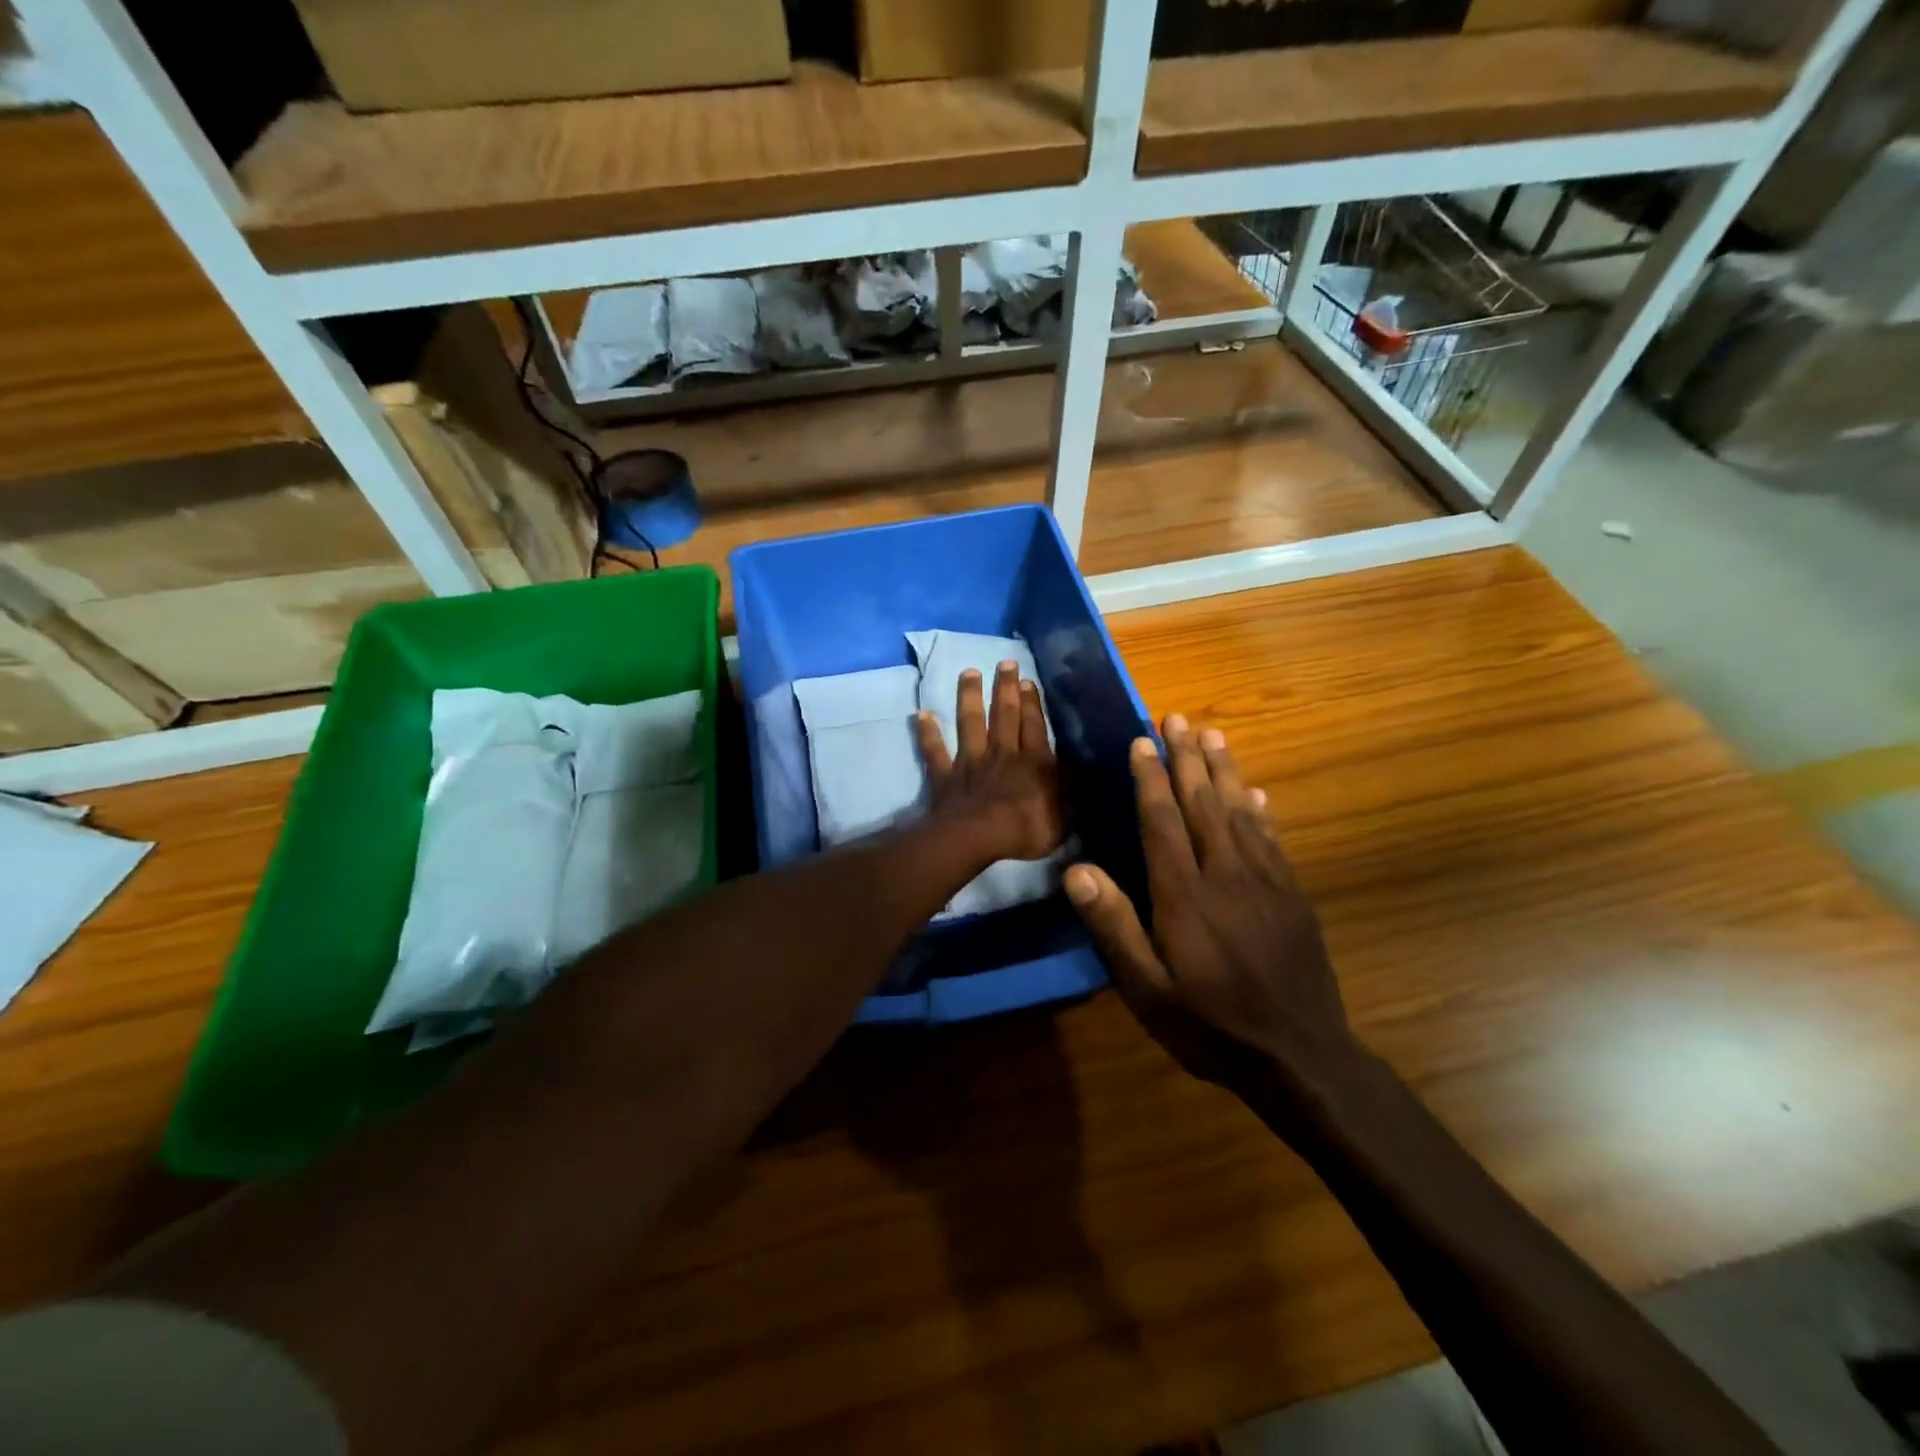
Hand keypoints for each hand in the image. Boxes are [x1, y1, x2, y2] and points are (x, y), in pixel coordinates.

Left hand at [916, 661, 1064, 864]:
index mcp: (1034, 762)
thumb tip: (1078, 773)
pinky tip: (921, 715)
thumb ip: (1071, 792)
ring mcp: (971, 762)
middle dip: (1005, 687)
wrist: (979, 838)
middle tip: (1004, 663)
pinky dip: (928, 733)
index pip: (1034, 725)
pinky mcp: (946, 775)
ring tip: (969, 673)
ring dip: (969, 696)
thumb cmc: (1028, 829)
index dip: (1031, 702)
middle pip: (1004, 714)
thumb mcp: (1065, 815)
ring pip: (970, 722)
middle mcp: (1002, 753)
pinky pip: (935, 751)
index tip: (1027, 680)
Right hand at [1063, 715, 1358, 1098]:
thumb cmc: (1211, 1025)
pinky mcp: (1292, 896)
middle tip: (1177, 717)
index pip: (1163, 822)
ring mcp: (1266, 882)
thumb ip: (1114, 927)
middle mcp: (1226, 875)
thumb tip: (1076, 870)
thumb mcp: (1147, 990)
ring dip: (1223, 770)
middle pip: (1203, 803)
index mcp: (1184, 895)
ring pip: (1240, 812)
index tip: (1142, 741)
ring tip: (1211, 734)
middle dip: (1187, 758)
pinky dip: (1258, 809)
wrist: (1300, 1058)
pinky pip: (1272, 839)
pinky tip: (1253, 792)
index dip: (1151, 779)